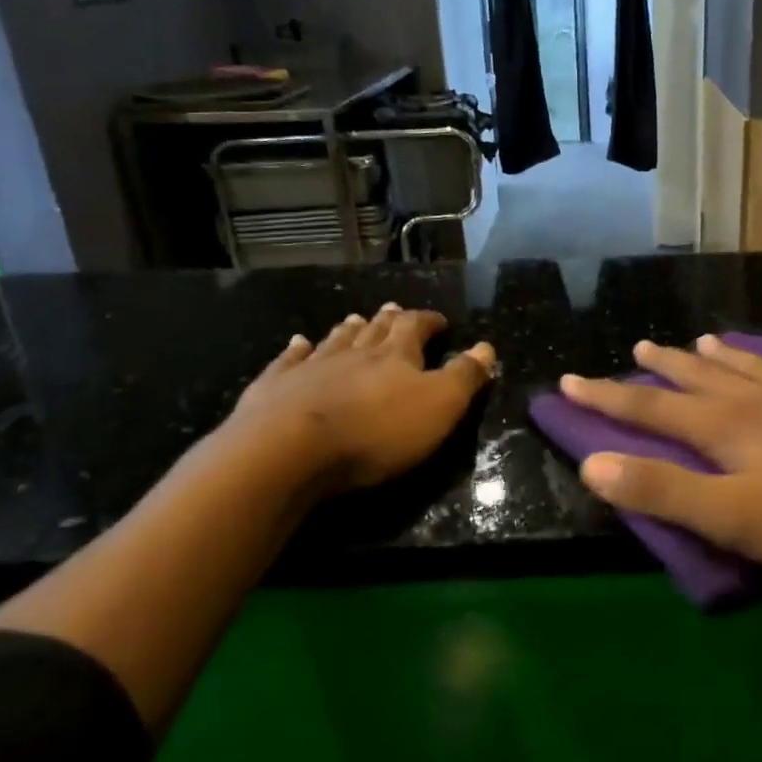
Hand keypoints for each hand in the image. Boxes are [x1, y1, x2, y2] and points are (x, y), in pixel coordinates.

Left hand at [221, 304, 494, 495]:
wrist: (288, 451)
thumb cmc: (376, 432)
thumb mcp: (439, 407)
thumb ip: (464, 376)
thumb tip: (487, 346)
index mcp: (396, 356)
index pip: (416, 327)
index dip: (429, 321)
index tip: (440, 321)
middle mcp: (354, 352)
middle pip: (374, 330)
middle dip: (388, 320)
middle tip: (394, 310)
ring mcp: (311, 367)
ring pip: (335, 340)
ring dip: (349, 330)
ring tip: (355, 320)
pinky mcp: (274, 387)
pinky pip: (289, 360)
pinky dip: (297, 350)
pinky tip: (298, 343)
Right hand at [559, 335, 761, 571]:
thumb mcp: (734, 517)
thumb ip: (663, 491)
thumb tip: (592, 463)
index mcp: (726, 428)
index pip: (651, 408)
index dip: (607, 396)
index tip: (570, 380)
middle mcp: (761, 401)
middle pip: (701, 378)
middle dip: (665, 366)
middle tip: (641, 346)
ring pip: (755, 368)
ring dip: (725, 356)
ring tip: (703, 340)